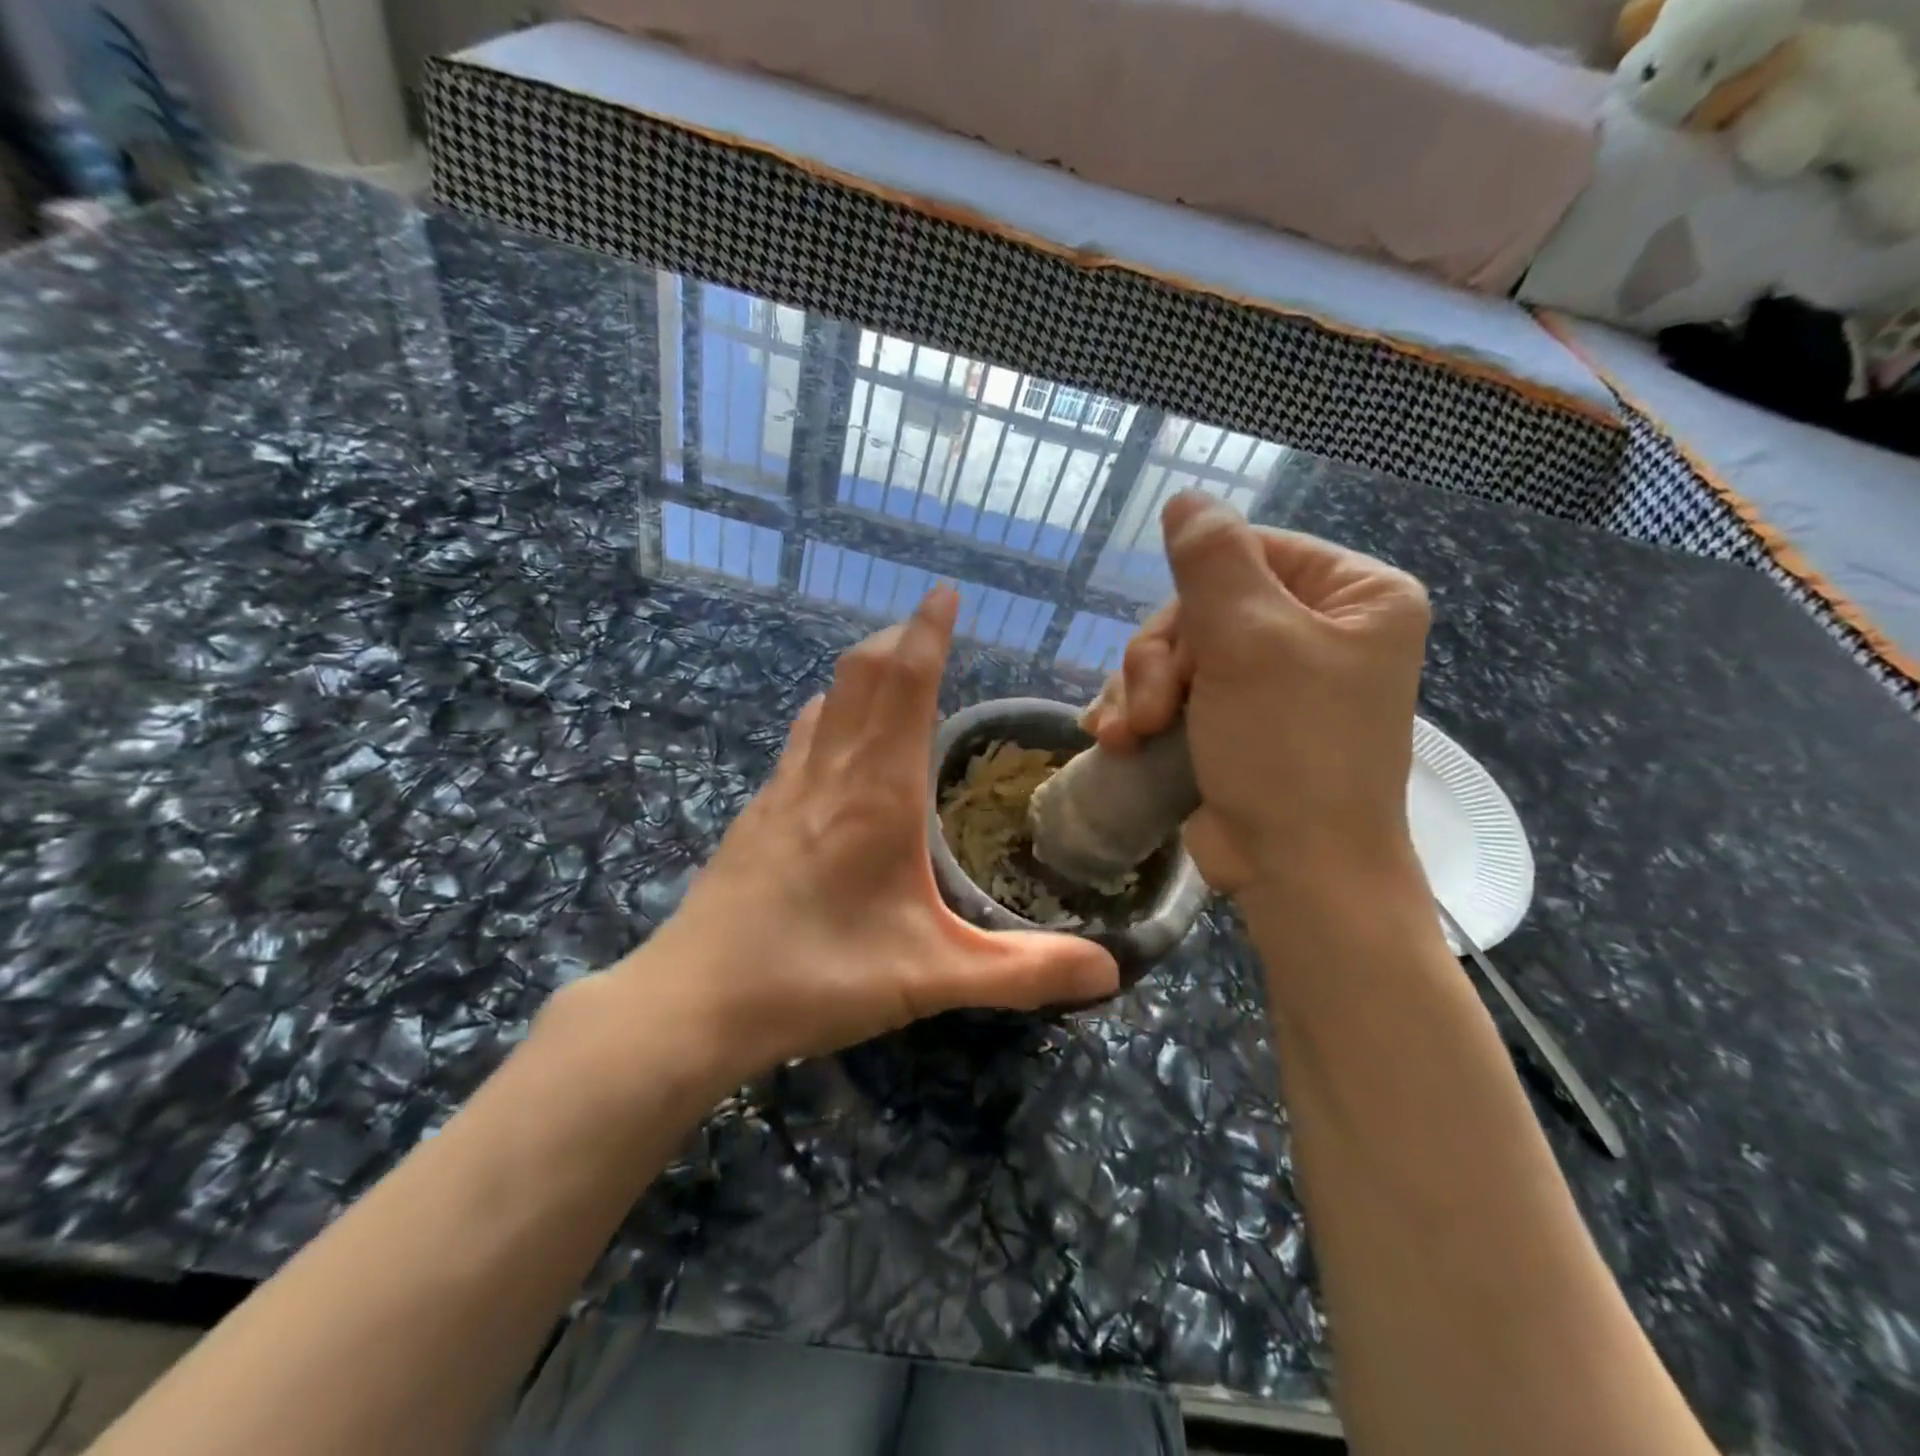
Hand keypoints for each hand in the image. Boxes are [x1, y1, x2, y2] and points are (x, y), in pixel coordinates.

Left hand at [604, 585, 1117, 1080]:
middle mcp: (829, 774)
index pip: (906, 685)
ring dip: (860, 673)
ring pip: (825, 702)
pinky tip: (833, 743)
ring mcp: (783, 789)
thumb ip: (1022, 973)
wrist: (696, 1000)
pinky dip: (828, 716)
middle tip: (928, 627)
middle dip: (897, 639)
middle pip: (861, 675)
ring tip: (891, 674)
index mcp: (878, 793)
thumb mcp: (931, 978)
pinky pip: (800, 740)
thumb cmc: (817, 977)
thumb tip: (1110, 969)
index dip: (928, 633)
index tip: (944, 592)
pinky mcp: (757, 814)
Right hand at [1084, 493, 1429, 901]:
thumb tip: (1185, 498)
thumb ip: (1213, 560)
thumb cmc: (1289, 750)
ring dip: (1138, 691)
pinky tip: (1113, 737)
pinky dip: (1138, 712)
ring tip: (1127, 735)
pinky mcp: (1234, 721)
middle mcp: (1318, 631)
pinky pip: (1173, 691)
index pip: (1249, 551)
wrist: (1296, 872)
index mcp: (1354, 596)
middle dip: (1160, 660)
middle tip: (1147, 711)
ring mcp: (1272, 680)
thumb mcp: (1251, 642)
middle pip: (1204, 607)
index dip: (1194, 594)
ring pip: (1178, 652)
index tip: (1174, 650)